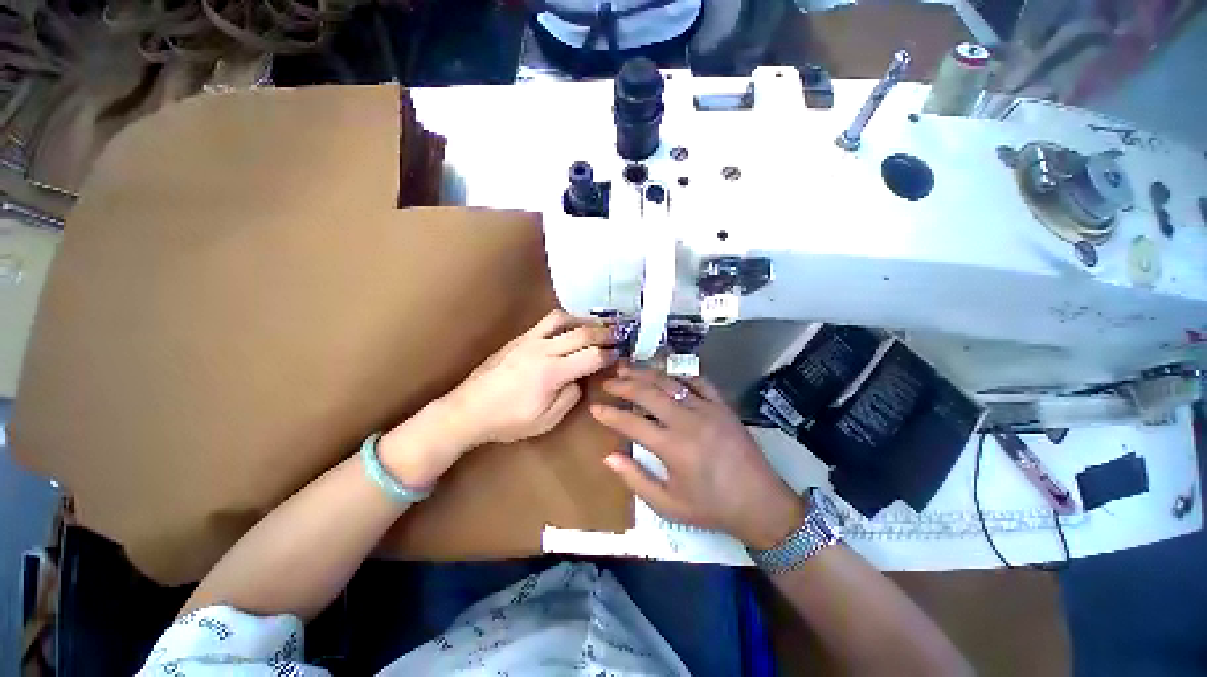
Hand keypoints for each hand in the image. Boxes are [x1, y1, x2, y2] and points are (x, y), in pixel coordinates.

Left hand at [381, 311, 617, 485]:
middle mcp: (543, 350)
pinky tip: (571, 326)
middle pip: (581, 332)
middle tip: (619, 334)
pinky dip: (565, 320)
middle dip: (604, 332)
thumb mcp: (545, 421)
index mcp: (552, 373)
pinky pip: (546, 321)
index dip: (609, 354)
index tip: (620, 354)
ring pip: (563, 319)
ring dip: (584, 320)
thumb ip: (569, 398)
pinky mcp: (519, 338)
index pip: (591, 356)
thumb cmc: (507, 421)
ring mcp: (529, 340)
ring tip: (597, 325)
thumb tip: (578, 379)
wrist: (467, 410)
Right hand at [590, 365, 804, 549]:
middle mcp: (687, 421)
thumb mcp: (668, 505)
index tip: (595, 407)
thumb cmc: (711, 508)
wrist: (761, 503)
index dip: (610, 414)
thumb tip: (609, 456)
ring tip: (628, 368)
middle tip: (608, 382)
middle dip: (624, 385)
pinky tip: (667, 373)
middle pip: (648, 393)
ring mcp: (707, 409)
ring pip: (670, 382)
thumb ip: (636, 479)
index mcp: (673, 448)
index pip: (632, 423)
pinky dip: (679, 374)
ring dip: (646, 373)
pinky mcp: (722, 405)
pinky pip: (698, 381)